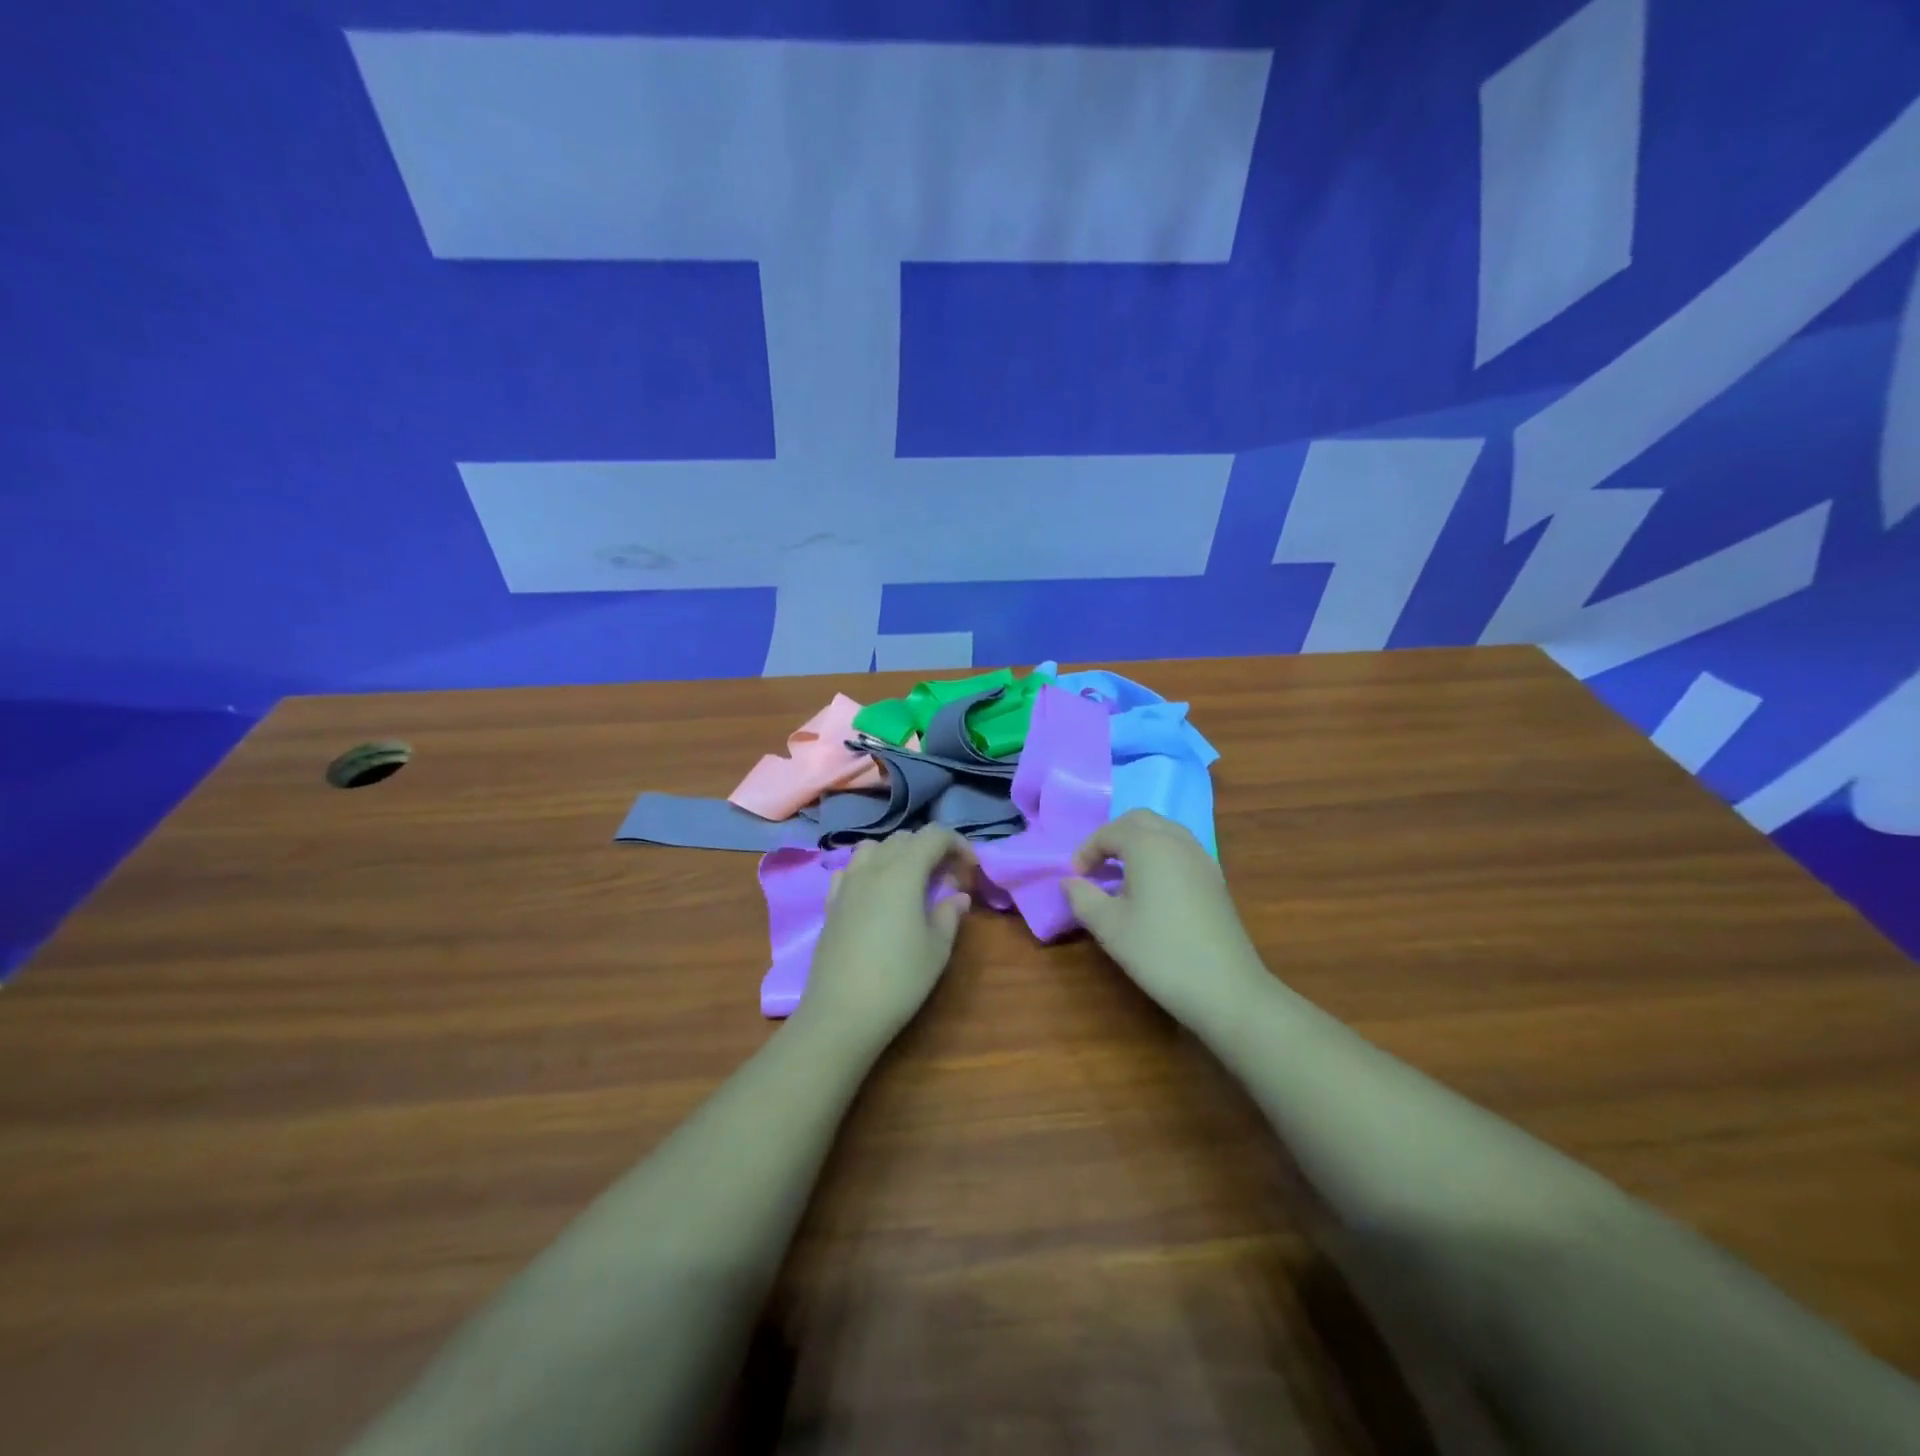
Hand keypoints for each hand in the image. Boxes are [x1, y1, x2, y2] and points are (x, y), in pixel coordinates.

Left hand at [796, 827, 975, 1048]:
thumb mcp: (937, 949)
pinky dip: (869, 870)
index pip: (934, 836)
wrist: (842, 1012)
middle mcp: (872, 868)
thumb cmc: (899, 980)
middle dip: (931, 849)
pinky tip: (876, 894)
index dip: (958, 844)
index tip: (971, 869)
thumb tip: (958, 896)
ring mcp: (847, 884)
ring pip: (874, 847)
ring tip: (912, 882)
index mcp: (903, 872)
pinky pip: (851, 869)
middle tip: (947, 880)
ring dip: (898, 854)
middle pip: (905, 838)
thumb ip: (949, 914)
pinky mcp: (831, 903)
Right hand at [1063, 809, 1268, 1028]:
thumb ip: (1083, 898)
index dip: (1086, 850)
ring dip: (1138, 843)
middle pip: (1140, 820)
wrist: (1226, 988)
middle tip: (1096, 866)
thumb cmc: (1159, 952)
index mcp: (1149, 845)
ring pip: (1164, 832)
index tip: (1075, 877)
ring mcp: (1202, 859)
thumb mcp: (1109, 927)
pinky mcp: (1215, 879)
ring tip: (1121, 875)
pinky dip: (1160, 856)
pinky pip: (1181, 850)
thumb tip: (1068, 882)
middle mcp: (1177, 841)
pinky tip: (1152, 889)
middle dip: (1113, 836)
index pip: (1110, 832)